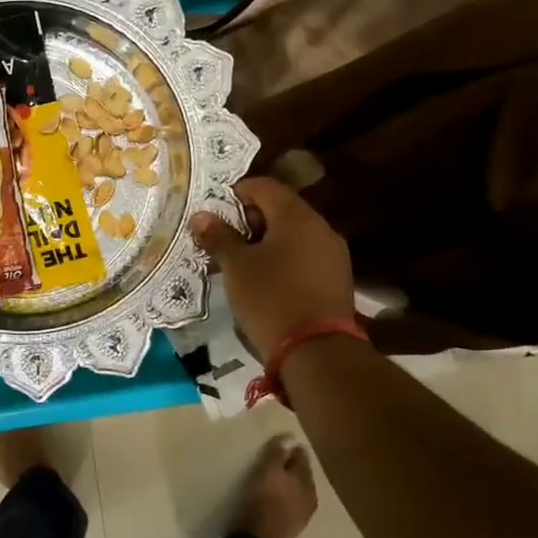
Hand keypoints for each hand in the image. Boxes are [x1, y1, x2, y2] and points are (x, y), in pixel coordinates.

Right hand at [189, 177, 354, 358]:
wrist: (317, 351)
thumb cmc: (271, 298)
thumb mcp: (236, 266)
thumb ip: (219, 237)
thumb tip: (201, 216)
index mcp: (296, 216)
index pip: (264, 186)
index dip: (236, 193)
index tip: (214, 213)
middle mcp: (320, 227)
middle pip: (280, 208)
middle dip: (249, 219)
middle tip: (223, 238)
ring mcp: (332, 253)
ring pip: (293, 234)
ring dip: (266, 240)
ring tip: (240, 261)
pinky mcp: (335, 278)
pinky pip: (304, 255)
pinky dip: (282, 258)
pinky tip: (265, 279)